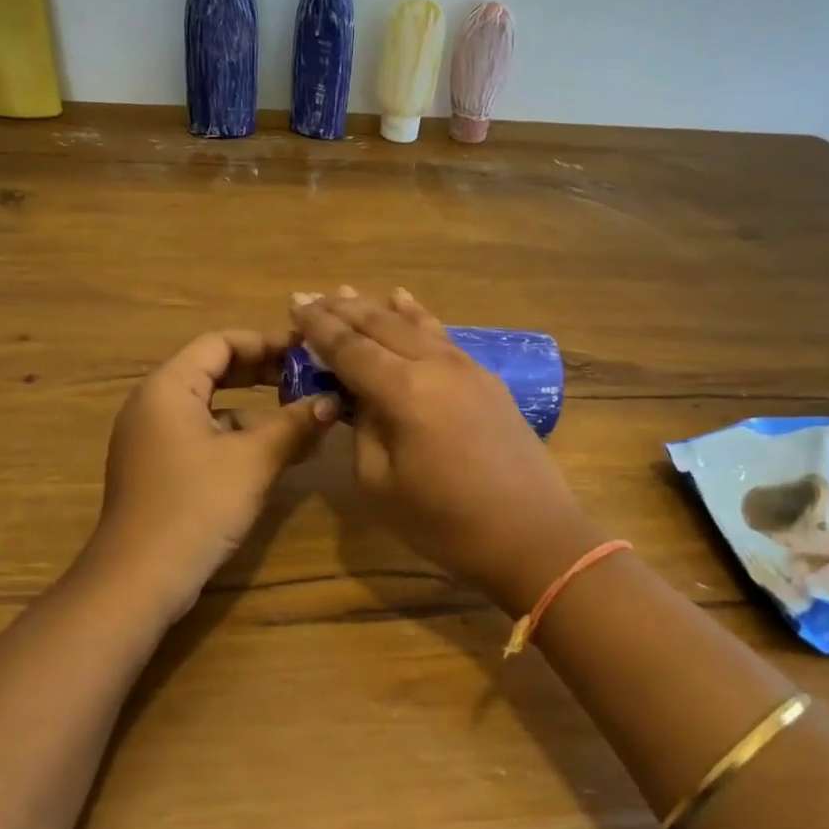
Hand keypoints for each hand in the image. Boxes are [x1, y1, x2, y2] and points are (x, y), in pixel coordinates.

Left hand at [90, 329, 338, 616]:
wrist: (139, 579)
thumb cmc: (196, 507)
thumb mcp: (253, 461)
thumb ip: (294, 424)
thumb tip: (331, 400)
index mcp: (169, 387)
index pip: (220, 342)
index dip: (266, 342)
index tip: (308, 352)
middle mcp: (155, 404)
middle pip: (215, 370)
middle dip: (265, 373)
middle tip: (310, 379)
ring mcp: (154, 438)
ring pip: (213, 407)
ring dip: (257, 410)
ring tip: (303, 419)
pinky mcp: (160, 469)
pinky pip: (205, 436)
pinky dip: (239, 437)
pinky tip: (275, 454)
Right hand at [289, 287, 604, 615]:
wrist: (533, 536)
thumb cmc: (447, 523)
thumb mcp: (381, 485)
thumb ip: (363, 430)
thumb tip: (362, 399)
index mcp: (404, 392)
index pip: (350, 347)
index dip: (319, 327)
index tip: (295, 304)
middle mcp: (435, 366)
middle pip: (381, 326)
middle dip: (343, 310)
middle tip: (311, 296)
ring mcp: (467, 368)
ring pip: (414, 325)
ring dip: (377, 308)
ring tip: (349, 292)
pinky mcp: (487, 380)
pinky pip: (442, 336)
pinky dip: (418, 317)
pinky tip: (407, 303)